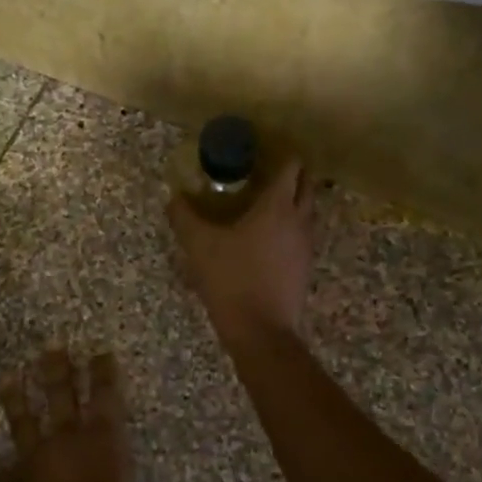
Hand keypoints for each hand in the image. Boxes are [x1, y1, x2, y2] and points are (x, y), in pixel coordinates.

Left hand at [0, 350, 185, 481]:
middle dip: (58, 371)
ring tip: (9, 378)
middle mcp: (69, 441)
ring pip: (25, 421)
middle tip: (52, 348)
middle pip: (62, 396)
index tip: (100, 352)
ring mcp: (37, 460)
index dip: (103, 373)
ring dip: (18, 401)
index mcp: (104, 443)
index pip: (106, 397)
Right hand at [167, 158, 315, 346]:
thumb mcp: (199, 246)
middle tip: (266, 172)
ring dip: (293, 200)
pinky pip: (302, 233)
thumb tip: (174, 197)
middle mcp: (299, 220)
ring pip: (307, 210)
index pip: (291, 167)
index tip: (264, 150)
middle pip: (306, 185)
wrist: (261, 331)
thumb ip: (185, 217)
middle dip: (292, 174)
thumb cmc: (232, 279)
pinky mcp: (305, 266)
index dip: (281, 154)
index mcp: (277, 206)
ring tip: (265, 201)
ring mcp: (306, 244)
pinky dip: (290, 225)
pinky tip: (267, 236)